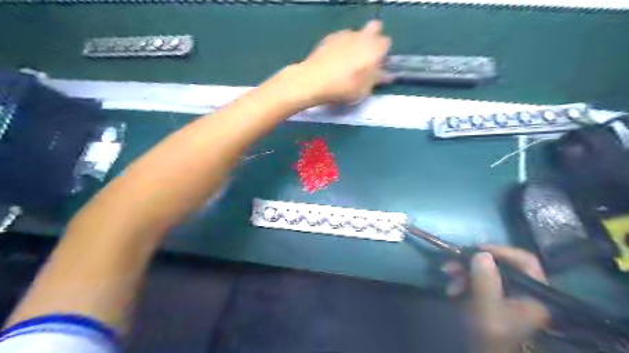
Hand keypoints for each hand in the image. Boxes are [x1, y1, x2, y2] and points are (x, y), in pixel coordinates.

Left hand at [279, 20, 388, 105]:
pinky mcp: (329, 37)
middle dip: (372, 40)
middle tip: (365, 57)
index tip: (377, 65)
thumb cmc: (344, 88)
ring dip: (355, 43)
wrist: (314, 80)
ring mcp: (345, 34)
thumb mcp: (364, 90)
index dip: (383, 53)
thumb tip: (384, 75)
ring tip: (346, 62)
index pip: (386, 43)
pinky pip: (341, 38)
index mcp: (374, 48)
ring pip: (356, 33)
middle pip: (374, 28)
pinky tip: (333, 61)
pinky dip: (341, 46)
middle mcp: (362, 36)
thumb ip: (376, 79)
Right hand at [442, 245, 551, 352]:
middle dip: (472, 263)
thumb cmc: (490, 337)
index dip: (502, 251)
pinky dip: (463, 280)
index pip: (525, 261)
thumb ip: (485, 281)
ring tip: (447, 275)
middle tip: (451, 263)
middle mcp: (524, 290)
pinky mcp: (494, 295)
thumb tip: (481, 253)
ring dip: (463, 271)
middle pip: (500, 264)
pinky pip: (478, 279)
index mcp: (534, 293)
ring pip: (486, 270)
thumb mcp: (486, 308)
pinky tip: (452, 288)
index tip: (476, 249)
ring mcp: (508, 293)